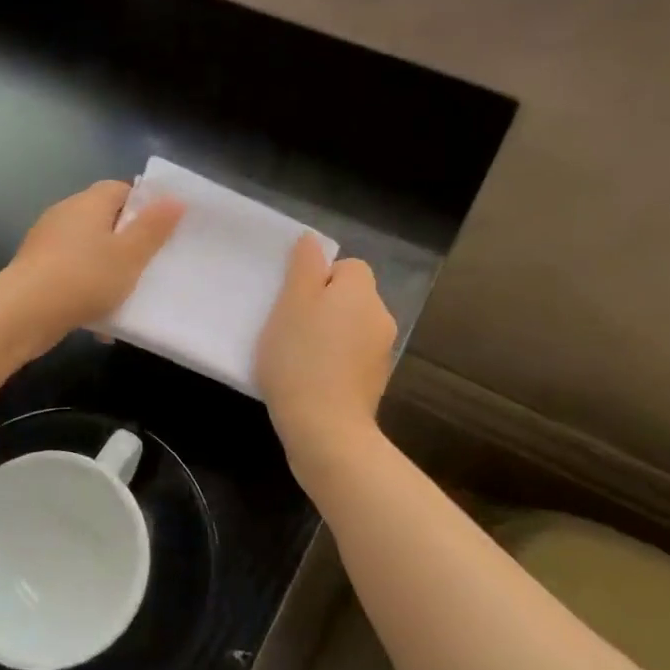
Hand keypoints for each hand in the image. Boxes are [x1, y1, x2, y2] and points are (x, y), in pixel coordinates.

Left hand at [2, 180, 183, 353]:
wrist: (23, 314)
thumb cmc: (84, 278)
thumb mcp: (130, 255)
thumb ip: (153, 228)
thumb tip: (174, 199)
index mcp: (88, 203)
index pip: (120, 189)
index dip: (143, 206)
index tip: (161, 231)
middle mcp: (64, 215)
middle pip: (103, 220)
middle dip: (125, 242)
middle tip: (149, 266)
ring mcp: (45, 243)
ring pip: (87, 251)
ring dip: (105, 271)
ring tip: (126, 297)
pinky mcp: (35, 270)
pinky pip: (70, 274)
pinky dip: (86, 290)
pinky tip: (99, 319)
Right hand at [256, 235, 396, 459]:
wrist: (325, 428)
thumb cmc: (300, 359)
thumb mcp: (291, 304)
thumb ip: (303, 267)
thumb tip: (312, 240)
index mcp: (360, 292)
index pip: (347, 266)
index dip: (319, 278)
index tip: (294, 301)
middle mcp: (380, 316)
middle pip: (350, 297)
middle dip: (323, 307)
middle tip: (288, 327)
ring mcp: (381, 353)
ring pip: (350, 328)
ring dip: (328, 335)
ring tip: (296, 357)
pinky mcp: (374, 383)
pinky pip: (351, 358)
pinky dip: (334, 362)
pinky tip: (310, 380)